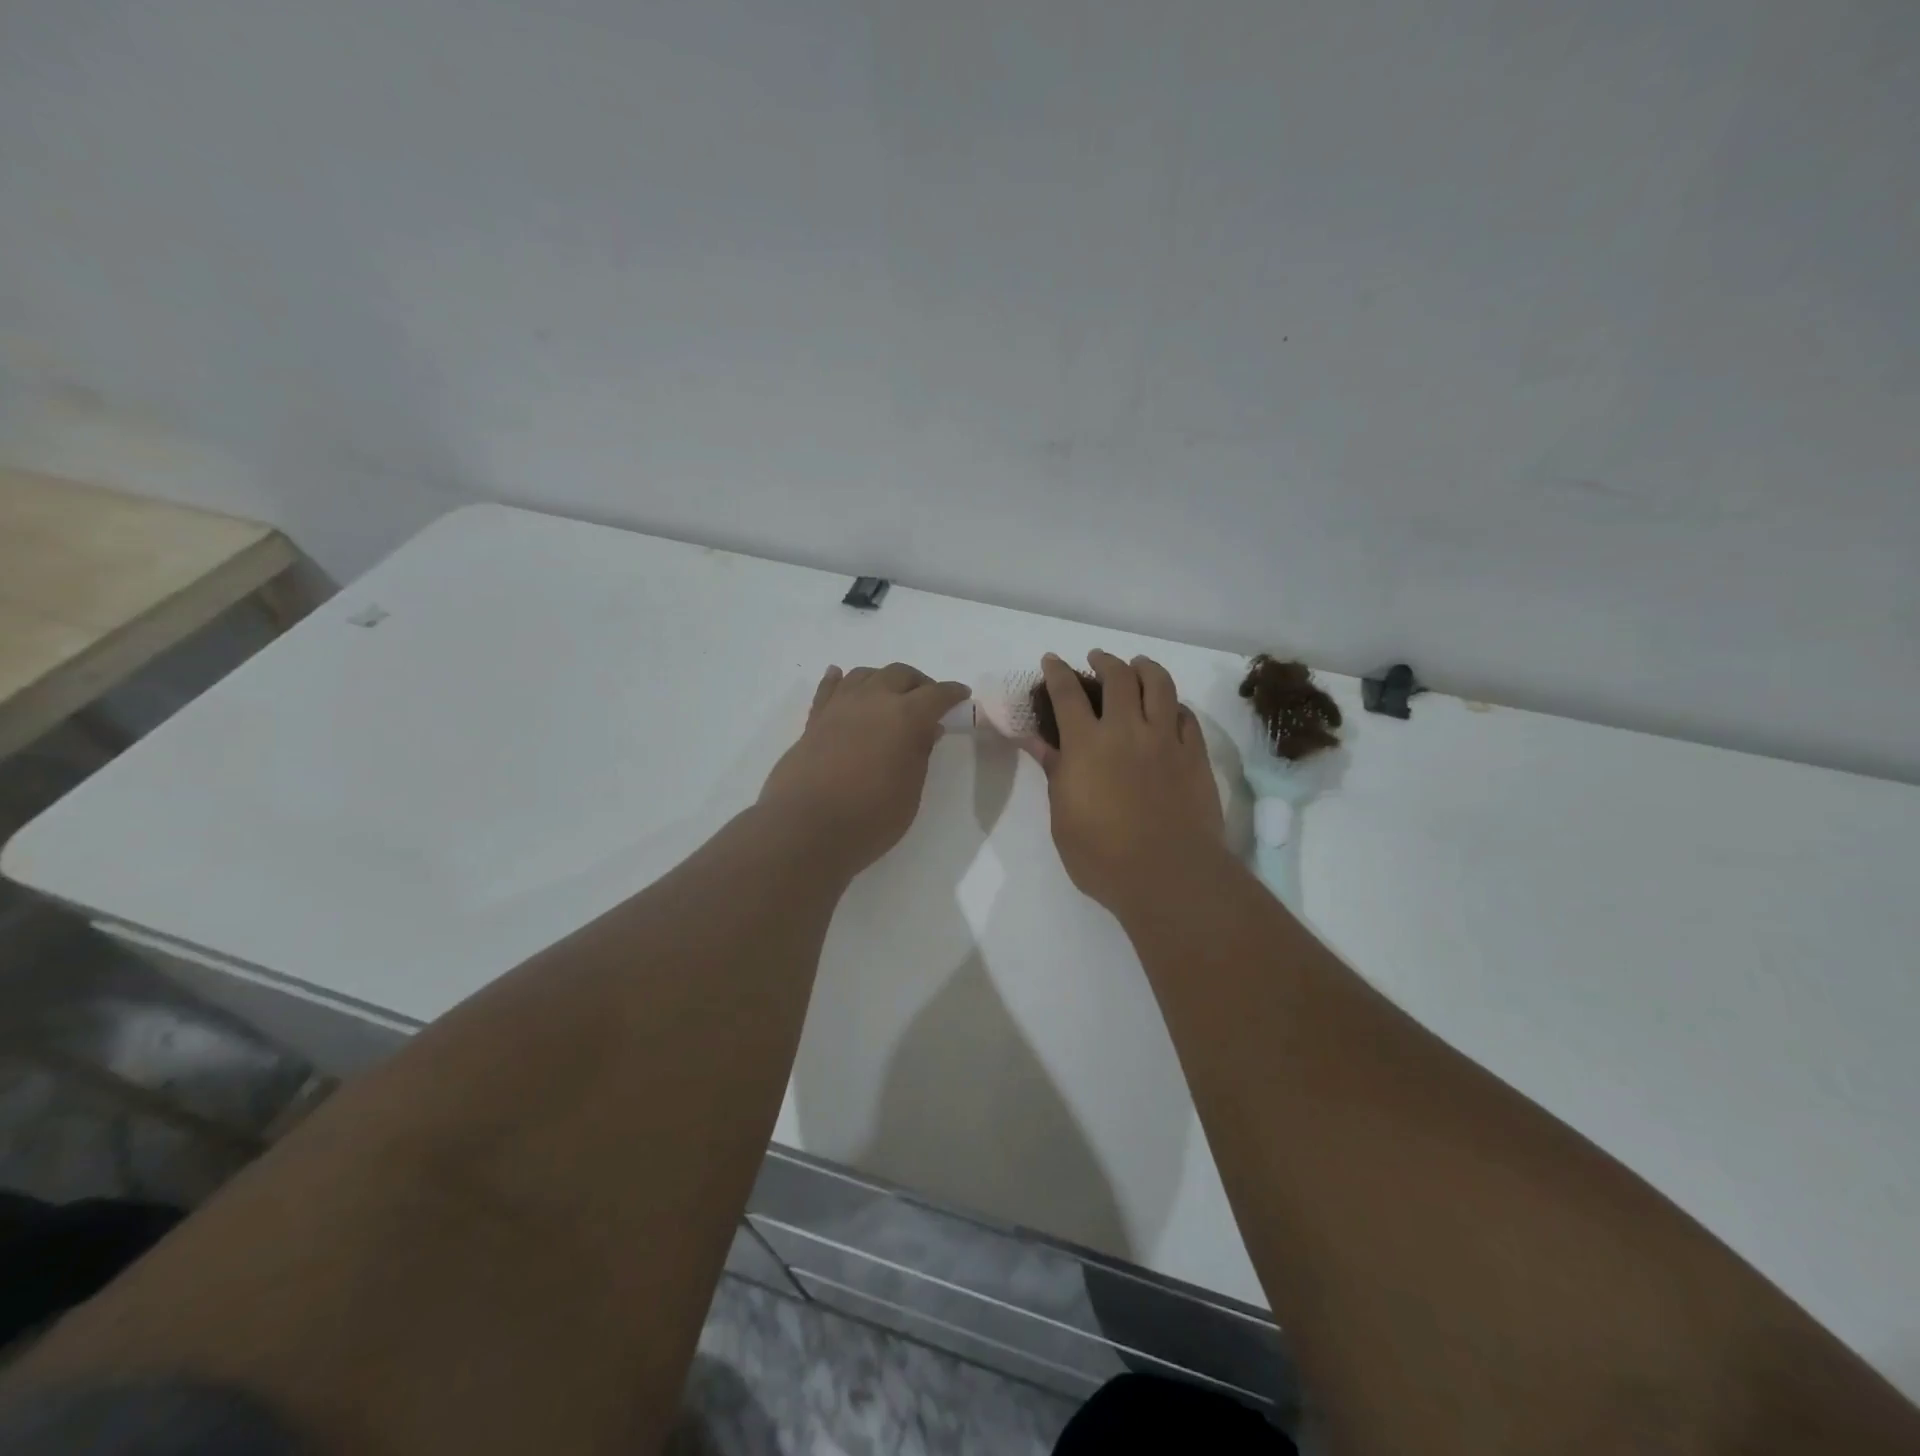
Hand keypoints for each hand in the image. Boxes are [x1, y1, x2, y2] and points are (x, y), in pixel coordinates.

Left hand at [758, 663, 970, 876]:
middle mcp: (873, 700)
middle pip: (900, 674)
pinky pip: (829, 688)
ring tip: (889, 695)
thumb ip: (920, 754)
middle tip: (927, 700)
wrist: (805, 828)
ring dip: (882, 679)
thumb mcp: (910, 791)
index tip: (961, 696)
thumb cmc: (869, 817)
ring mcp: (839, 707)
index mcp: (905, 716)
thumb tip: (927, 729)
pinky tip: (841, 677)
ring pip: (865, 674)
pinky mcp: (814, 720)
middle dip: (918, 683)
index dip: (952, 693)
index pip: (936, 694)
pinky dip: (839, 679)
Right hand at [1033, 651, 1224, 912]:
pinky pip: (1186, 715)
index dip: (1057, 671)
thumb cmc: (1102, 856)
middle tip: (1097, 659)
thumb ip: (1054, 771)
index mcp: (1087, 744)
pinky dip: (1173, 704)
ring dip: (1144, 667)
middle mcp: (1127, 730)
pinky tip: (1169, 708)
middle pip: (1118, 676)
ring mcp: (1166, 739)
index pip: (1067, 693)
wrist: (1169, 875)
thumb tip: (1036, 740)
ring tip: (1137, 665)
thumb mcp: (1063, 817)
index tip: (1052, 660)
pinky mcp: (1195, 755)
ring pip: (1159, 684)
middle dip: (1104, 660)